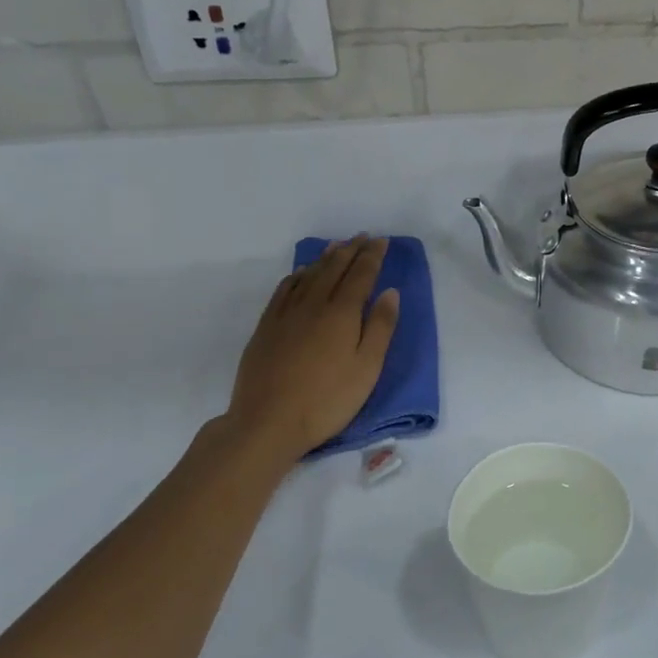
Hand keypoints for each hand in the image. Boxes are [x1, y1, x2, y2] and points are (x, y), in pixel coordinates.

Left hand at [221, 235, 399, 466]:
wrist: (268, 421)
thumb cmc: (327, 400)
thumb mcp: (367, 368)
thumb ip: (380, 327)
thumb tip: (390, 292)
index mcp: (341, 313)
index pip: (361, 275)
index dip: (373, 256)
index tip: (382, 241)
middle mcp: (313, 304)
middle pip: (334, 269)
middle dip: (351, 250)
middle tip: (363, 236)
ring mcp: (286, 314)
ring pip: (309, 275)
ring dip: (325, 258)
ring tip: (337, 246)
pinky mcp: (267, 327)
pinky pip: (284, 289)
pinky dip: (298, 275)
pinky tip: (302, 273)